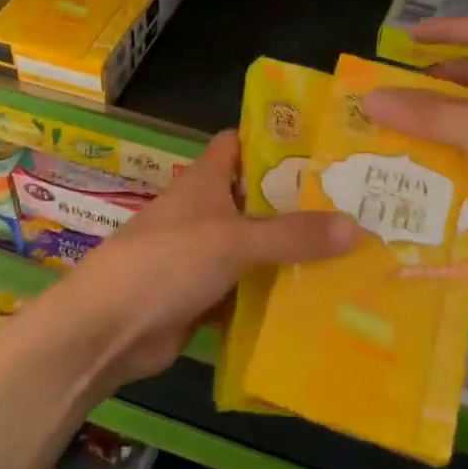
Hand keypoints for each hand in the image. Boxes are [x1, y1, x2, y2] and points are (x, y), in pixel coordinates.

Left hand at [49, 131, 359, 386]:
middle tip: (357, 206)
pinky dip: (274, 293)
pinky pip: (248, 289)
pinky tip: (317, 300)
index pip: (241, 143)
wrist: (109, 328)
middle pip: (257, 198)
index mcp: (205, 180)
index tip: (324, 147)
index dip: (275, 140)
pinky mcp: (204, 295)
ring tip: (352, 254)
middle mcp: (205, 211)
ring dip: (291, 253)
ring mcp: (204, 255)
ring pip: (256, 247)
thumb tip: (358, 226)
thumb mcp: (234, 240)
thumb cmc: (168, 261)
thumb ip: (293, 234)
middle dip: (299, 203)